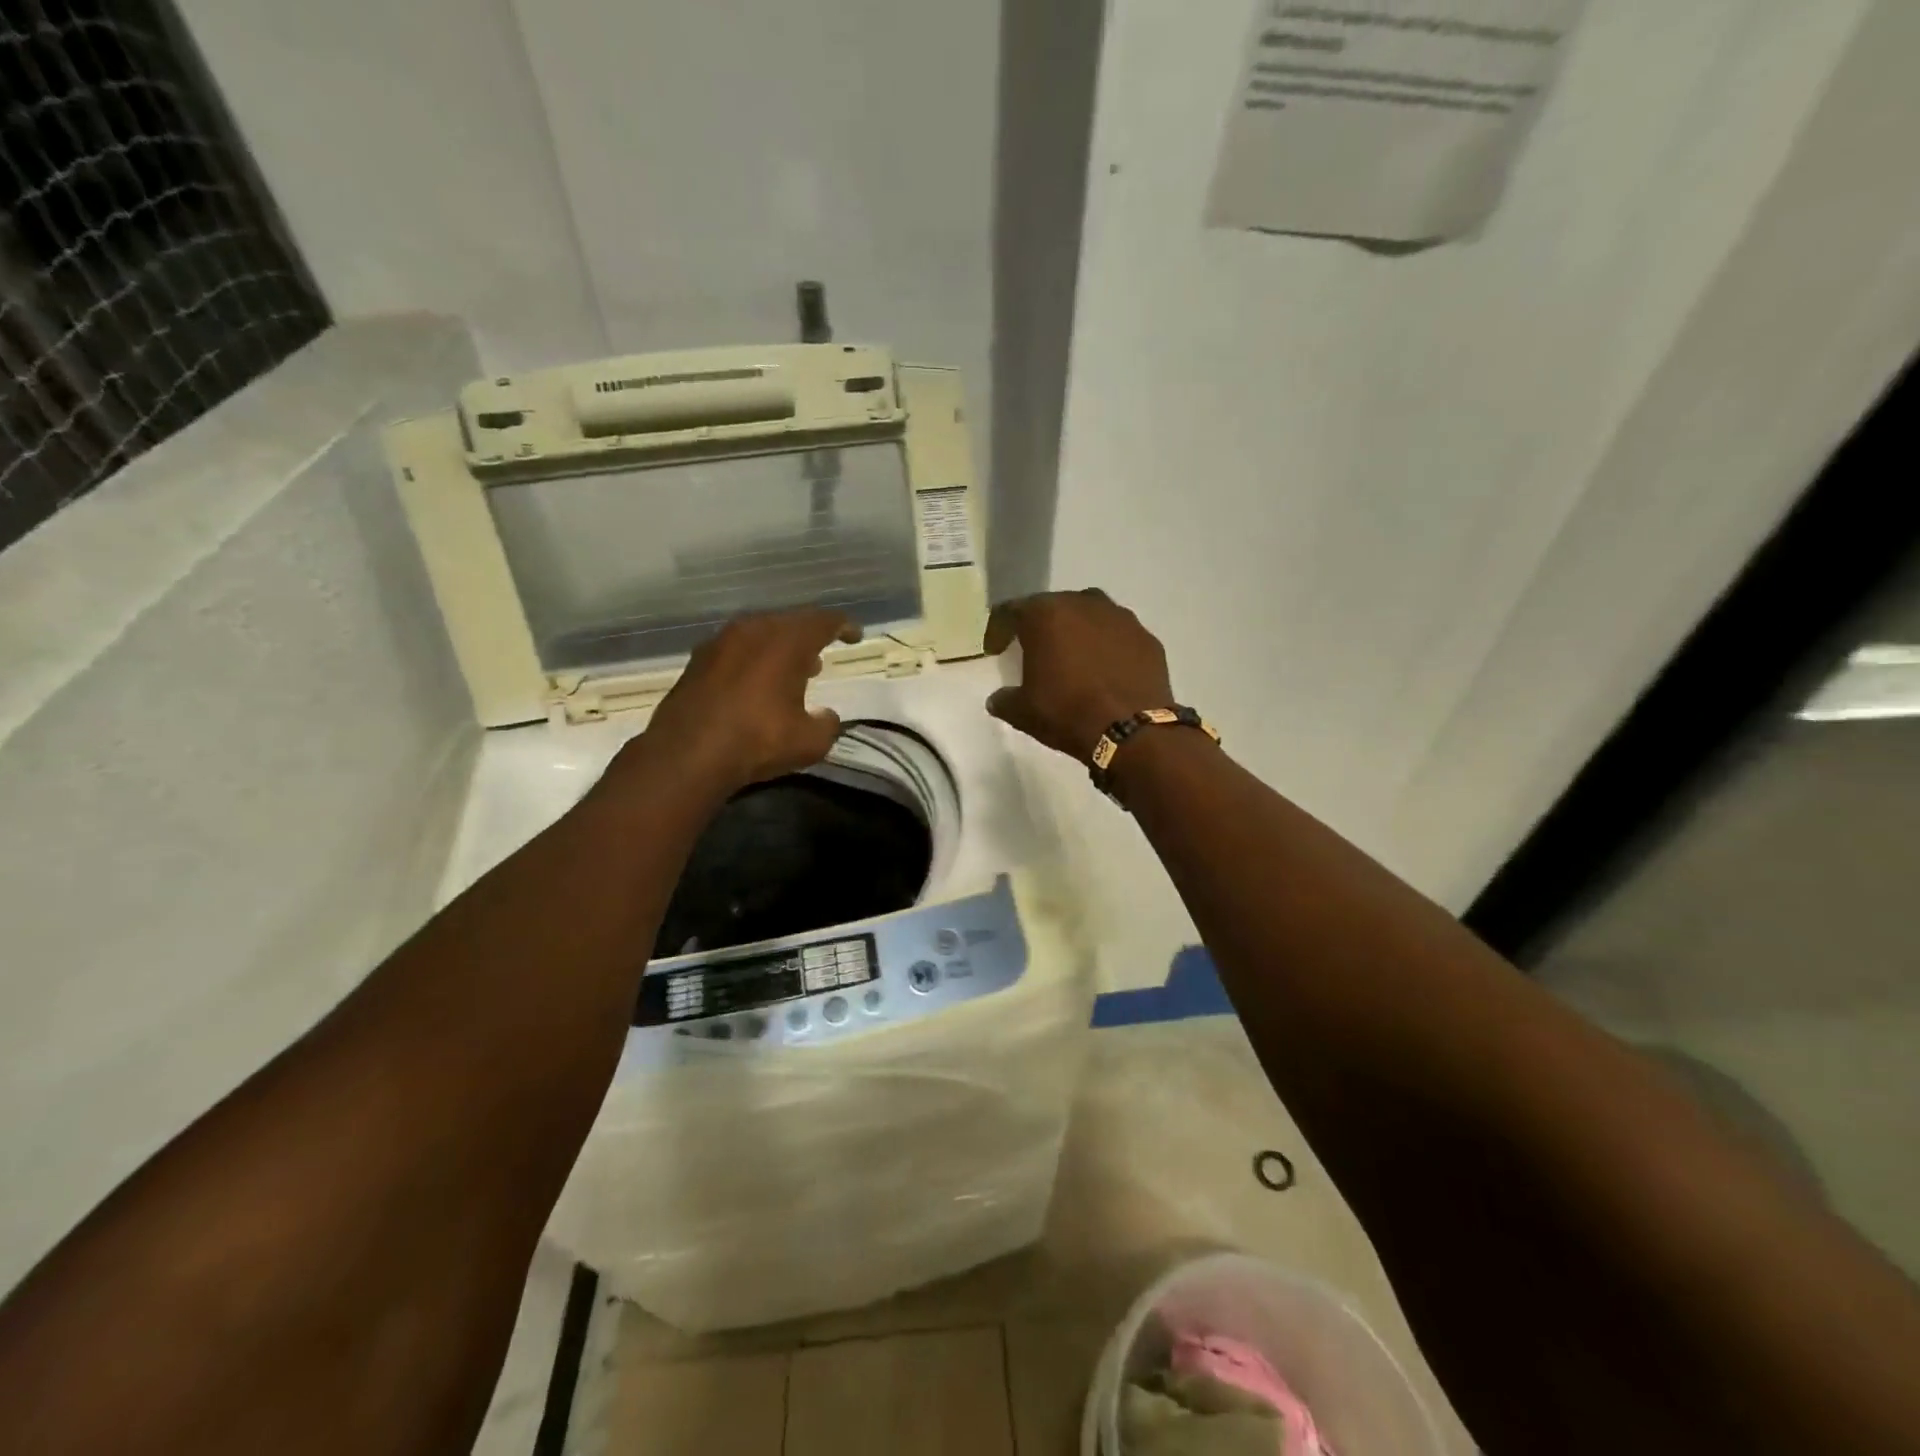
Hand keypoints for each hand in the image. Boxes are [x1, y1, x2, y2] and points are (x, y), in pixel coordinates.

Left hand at [636, 609, 861, 788]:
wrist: (687, 754)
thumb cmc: (758, 740)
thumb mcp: (810, 741)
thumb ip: (827, 724)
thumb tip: (826, 716)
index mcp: (787, 641)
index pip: (824, 621)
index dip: (844, 627)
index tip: (855, 636)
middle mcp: (754, 630)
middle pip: (790, 623)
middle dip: (809, 638)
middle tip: (820, 658)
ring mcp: (720, 642)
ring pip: (760, 634)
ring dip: (779, 649)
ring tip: (790, 673)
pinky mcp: (697, 661)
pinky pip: (736, 650)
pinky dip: (753, 660)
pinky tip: (754, 685)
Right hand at [983, 589, 1174, 761]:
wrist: (1132, 731)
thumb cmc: (1067, 712)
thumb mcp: (1023, 712)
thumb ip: (1005, 700)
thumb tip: (997, 699)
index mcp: (1045, 614)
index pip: (1011, 611)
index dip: (998, 629)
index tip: (994, 649)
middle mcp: (1083, 603)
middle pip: (1053, 607)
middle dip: (1039, 626)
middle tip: (1033, 650)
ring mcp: (1120, 617)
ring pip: (1088, 615)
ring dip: (1076, 631)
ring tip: (1072, 657)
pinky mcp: (1146, 637)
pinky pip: (1117, 635)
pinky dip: (1106, 646)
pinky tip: (1104, 670)